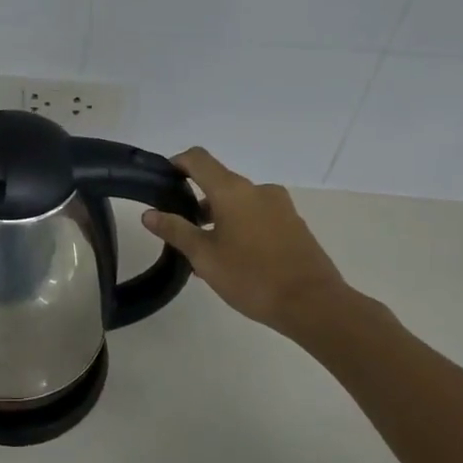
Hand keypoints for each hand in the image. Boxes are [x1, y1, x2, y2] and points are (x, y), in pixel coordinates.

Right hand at [141, 147, 357, 335]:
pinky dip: (241, 226)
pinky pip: (258, 216)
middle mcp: (258, 190)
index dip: (177, 163)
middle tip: (181, 231)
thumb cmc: (251, 277)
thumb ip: (175, 230)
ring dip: (219, 217)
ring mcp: (280, 206)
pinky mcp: (294, 224)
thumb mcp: (204, 256)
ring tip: (207, 252)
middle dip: (197, 201)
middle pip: (219, 182)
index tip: (162, 181)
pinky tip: (235, 259)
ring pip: (239, 202)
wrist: (313, 304)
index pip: (198, 159)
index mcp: (232, 190)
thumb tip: (149, 213)